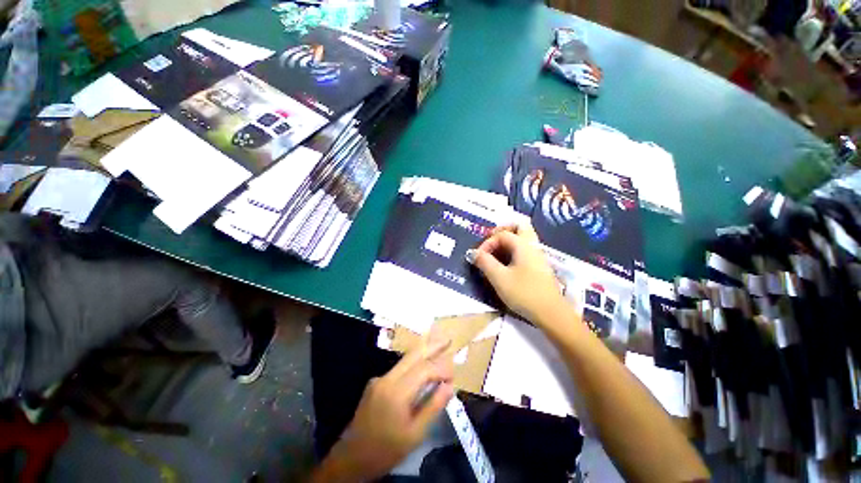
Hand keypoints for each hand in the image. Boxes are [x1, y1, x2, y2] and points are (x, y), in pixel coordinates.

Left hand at [318, 339, 454, 481]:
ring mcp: (379, 378)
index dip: (441, 368)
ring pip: (405, 359)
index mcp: (396, 392)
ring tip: (439, 345)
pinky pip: (399, 368)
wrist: (351, 458)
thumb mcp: (415, 434)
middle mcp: (387, 378)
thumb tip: (450, 386)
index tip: (453, 375)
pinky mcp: (376, 382)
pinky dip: (414, 363)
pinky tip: (422, 364)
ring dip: (423, 351)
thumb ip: (433, 407)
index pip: (424, 369)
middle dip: (432, 346)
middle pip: (413, 355)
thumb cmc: (386, 450)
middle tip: (448, 339)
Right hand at [467, 222, 568, 325]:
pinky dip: (513, 250)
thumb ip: (484, 262)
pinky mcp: (539, 266)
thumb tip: (472, 253)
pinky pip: (525, 249)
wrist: (551, 313)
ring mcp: (538, 256)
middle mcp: (532, 246)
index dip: (487, 243)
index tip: (479, 257)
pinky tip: (506, 263)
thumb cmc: (524, 293)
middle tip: (491, 240)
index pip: (502, 234)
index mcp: (523, 245)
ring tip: (495, 252)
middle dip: (503, 230)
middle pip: (520, 226)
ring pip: (524, 238)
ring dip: (508, 240)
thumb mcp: (499, 278)